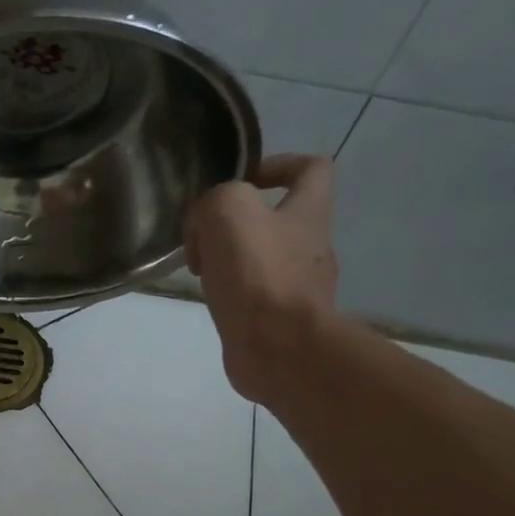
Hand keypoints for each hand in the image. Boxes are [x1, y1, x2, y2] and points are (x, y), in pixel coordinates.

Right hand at [185, 154, 339, 406]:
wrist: (278, 350)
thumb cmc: (259, 275)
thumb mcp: (227, 213)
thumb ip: (212, 203)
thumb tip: (203, 230)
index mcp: (309, 213)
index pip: (312, 169)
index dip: (278, 165)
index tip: (242, 181)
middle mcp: (311, 247)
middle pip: (279, 219)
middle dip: (238, 223)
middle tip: (205, 237)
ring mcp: (299, 287)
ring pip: (263, 259)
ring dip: (230, 259)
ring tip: (202, 271)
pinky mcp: (281, 321)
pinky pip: (255, 296)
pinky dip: (231, 294)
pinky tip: (211, 300)